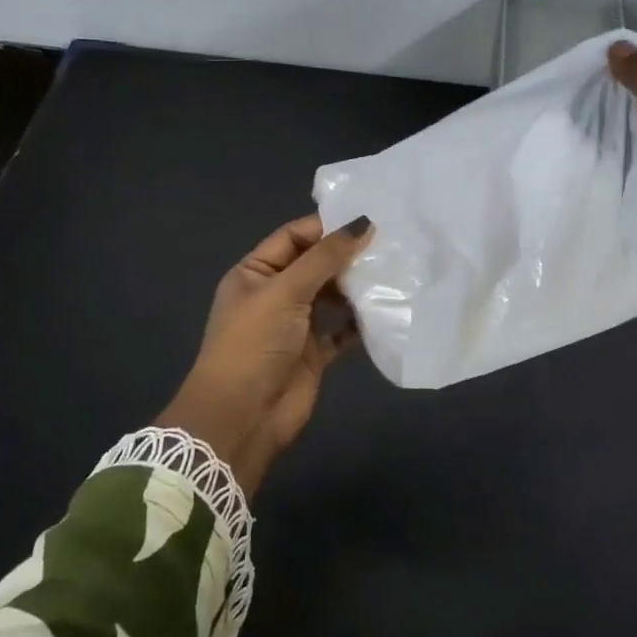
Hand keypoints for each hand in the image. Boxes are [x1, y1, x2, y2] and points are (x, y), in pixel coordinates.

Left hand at [157, 214, 372, 495]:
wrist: (242, 417)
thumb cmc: (254, 344)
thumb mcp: (285, 292)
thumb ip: (325, 257)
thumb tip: (364, 223)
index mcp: (255, 273)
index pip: (293, 237)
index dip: (326, 227)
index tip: (368, 220)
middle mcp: (275, 295)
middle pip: (316, 265)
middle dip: (347, 256)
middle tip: (391, 244)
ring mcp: (295, 325)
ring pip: (332, 296)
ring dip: (357, 287)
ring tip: (395, 272)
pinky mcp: (314, 353)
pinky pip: (342, 330)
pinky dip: (360, 322)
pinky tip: (386, 310)